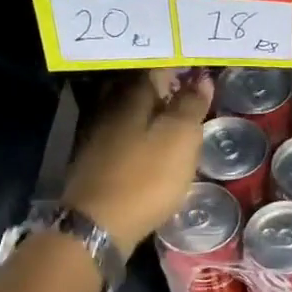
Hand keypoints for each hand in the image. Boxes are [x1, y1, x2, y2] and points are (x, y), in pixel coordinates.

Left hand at [64, 70, 212, 247]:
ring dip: (146, 110)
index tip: (199, 72)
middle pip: (136, 86)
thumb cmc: (146, 178)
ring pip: (125, 109)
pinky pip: (117, 132)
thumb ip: (191, 106)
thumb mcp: (181, 139)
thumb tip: (201, 79)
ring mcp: (94, 132)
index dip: (179, 68)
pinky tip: (146, 144)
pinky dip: (134, 132)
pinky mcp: (90, 159)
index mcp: (131, 95)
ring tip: (170, 118)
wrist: (97, 223)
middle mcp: (108, 105)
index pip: (157, 67)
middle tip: (186, 93)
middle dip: (160, 86)